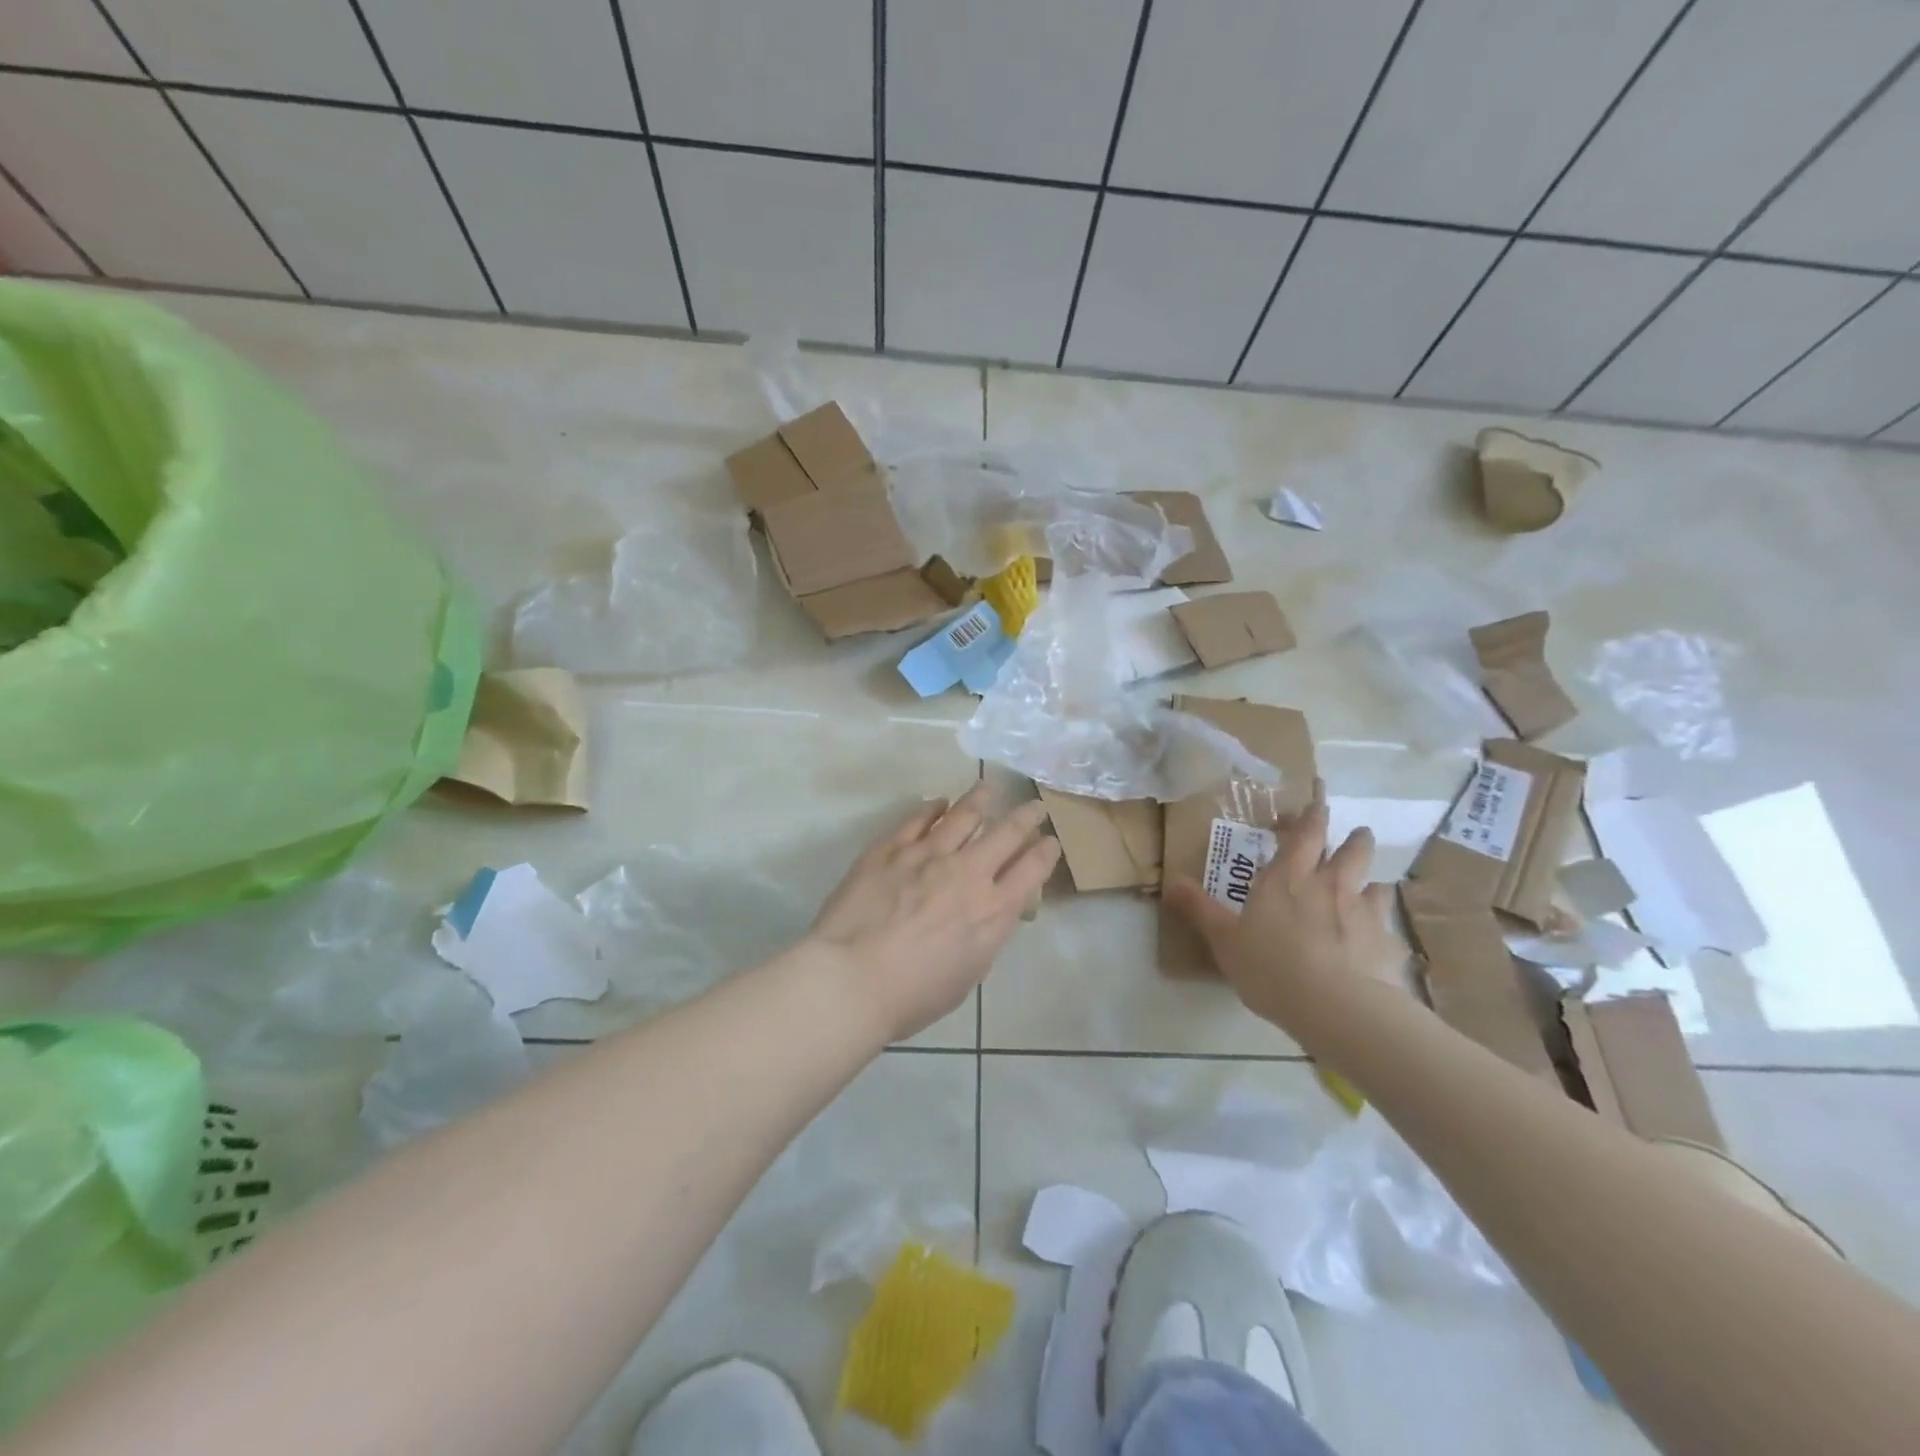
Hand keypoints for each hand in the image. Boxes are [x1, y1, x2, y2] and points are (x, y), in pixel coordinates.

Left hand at [808, 784, 1059, 1042]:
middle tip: (1033, 806)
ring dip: (980, 800)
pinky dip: (932, 808)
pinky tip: (939, 802)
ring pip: (963, 815)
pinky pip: (917, 819)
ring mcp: (927, 855)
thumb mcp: (968, 974)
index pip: (1031, 870)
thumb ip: (984, 937)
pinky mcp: (891, 848)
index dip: (1045, 851)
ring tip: (987, 789)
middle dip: (1025, 817)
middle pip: (1006, 833)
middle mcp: (967, 873)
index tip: (1050, 840)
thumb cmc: (913, 995)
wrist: (852, 978)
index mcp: (992, 911)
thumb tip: (988, 914)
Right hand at [1164, 783, 1406, 1037]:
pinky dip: (1382, 929)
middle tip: (1356, 834)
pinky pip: (1388, 928)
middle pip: (1352, 850)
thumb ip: (1200, 909)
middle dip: (1354, 839)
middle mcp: (1330, 886)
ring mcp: (1365, 913)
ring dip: (1372, 882)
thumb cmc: (1271, 966)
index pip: (1305, 835)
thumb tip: (1171, 882)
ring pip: (1376, 884)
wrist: (1336, 1007)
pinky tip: (1378, 943)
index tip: (1317, 806)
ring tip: (1369, 888)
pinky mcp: (1388, 945)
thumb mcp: (1224, 940)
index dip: (1312, 818)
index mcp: (1288, 879)